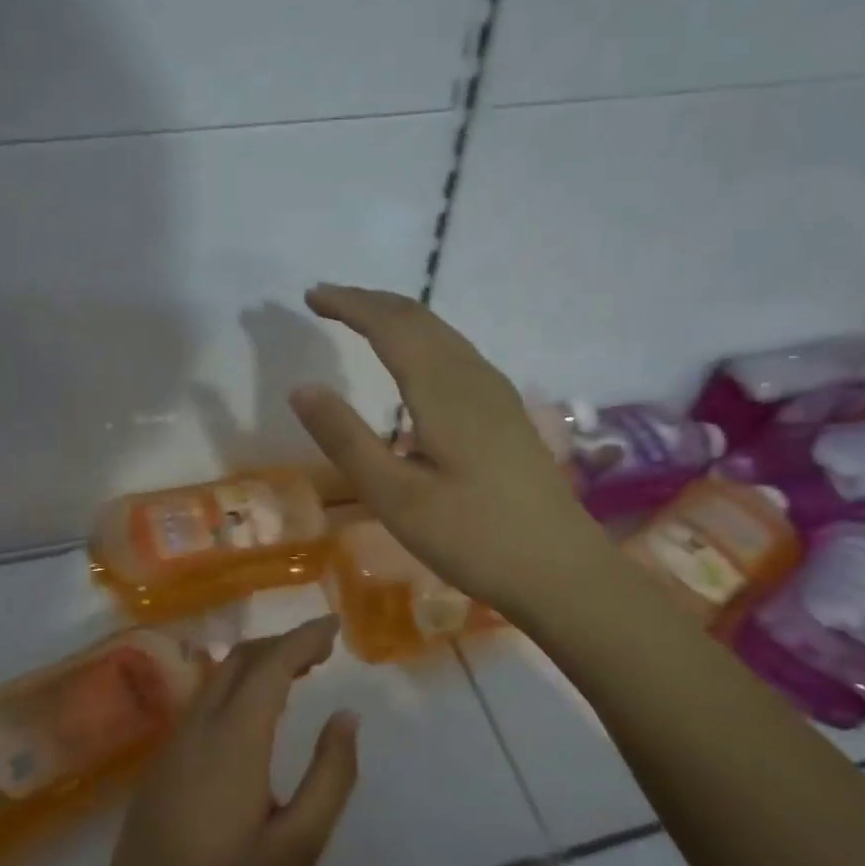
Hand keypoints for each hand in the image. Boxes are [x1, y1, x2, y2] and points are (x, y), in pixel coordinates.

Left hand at [79, 617, 358, 865]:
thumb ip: (330, 776)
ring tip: (296, 676)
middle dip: (281, 644)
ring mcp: (169, 748)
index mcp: (231, 743)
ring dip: (256, 665)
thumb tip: (346, 716)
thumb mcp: (298, 849)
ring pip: (215, 680)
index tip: (335, 627)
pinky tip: (253, 716)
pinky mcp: (157, 769)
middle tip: (323, 652)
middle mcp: (195, 731)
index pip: (270, 665)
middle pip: (238, 661)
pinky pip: (201, 705)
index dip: (304, 638)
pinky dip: (234, 689)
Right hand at [290, 284, 596, 612]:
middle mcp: (473, 379)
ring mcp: (497, 396)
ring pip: (443, 335)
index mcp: (444, 391)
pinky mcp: (507, 416)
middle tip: (328, 301)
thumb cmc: (474, 538)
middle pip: (420, 319)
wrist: (562, 570)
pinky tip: (416, 366)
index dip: (350, 304)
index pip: (391, 325)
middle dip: (371, 303)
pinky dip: (422, 341)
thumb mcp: (396, 497)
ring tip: (362, 322)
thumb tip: (302, 387)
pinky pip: (457, 355)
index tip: (311, 295)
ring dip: (398, 319)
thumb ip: (347, 440)